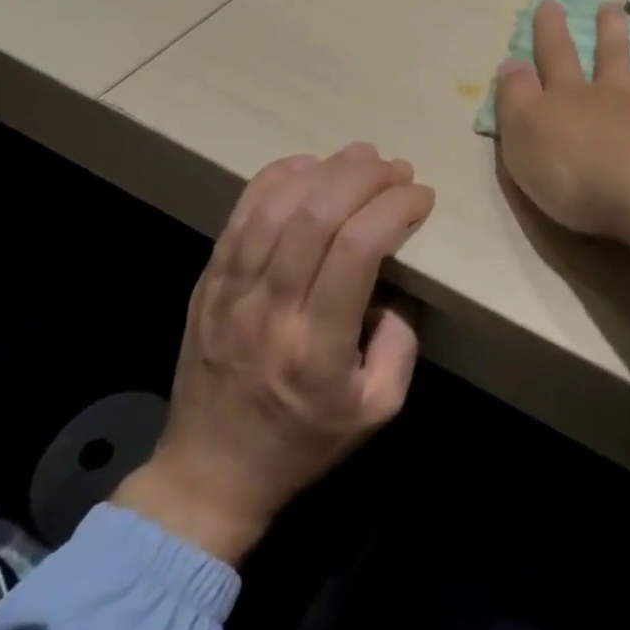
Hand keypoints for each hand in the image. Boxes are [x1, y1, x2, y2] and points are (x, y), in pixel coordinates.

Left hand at [115, 144, 431, 564]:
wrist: (210, 473)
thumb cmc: (303, 442)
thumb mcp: (377, 409)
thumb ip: (401, 343)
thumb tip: (398, 282)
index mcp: (317, 347)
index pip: (358, 249)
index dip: (394, 208)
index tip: (421, 197)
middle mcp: (270, 309)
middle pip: (317, 215)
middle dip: (365, 177)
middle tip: (397, 168)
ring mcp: (231, 291)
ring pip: (277, 206)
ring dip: (325, 169)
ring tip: (361, 156)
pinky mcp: (208, 281)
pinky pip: (241, 214)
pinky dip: (276, 178)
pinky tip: (307, 164)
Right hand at [494, 1, 629, 342]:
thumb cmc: (575, 172)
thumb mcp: (523, 135)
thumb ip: (516, 98)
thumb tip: (511, 63)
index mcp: (572, 100)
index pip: (556, 57)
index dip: (550, 31)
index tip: (551, 4)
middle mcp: (618, 102)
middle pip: (613, 60)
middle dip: (609, 33)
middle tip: (612, 9)